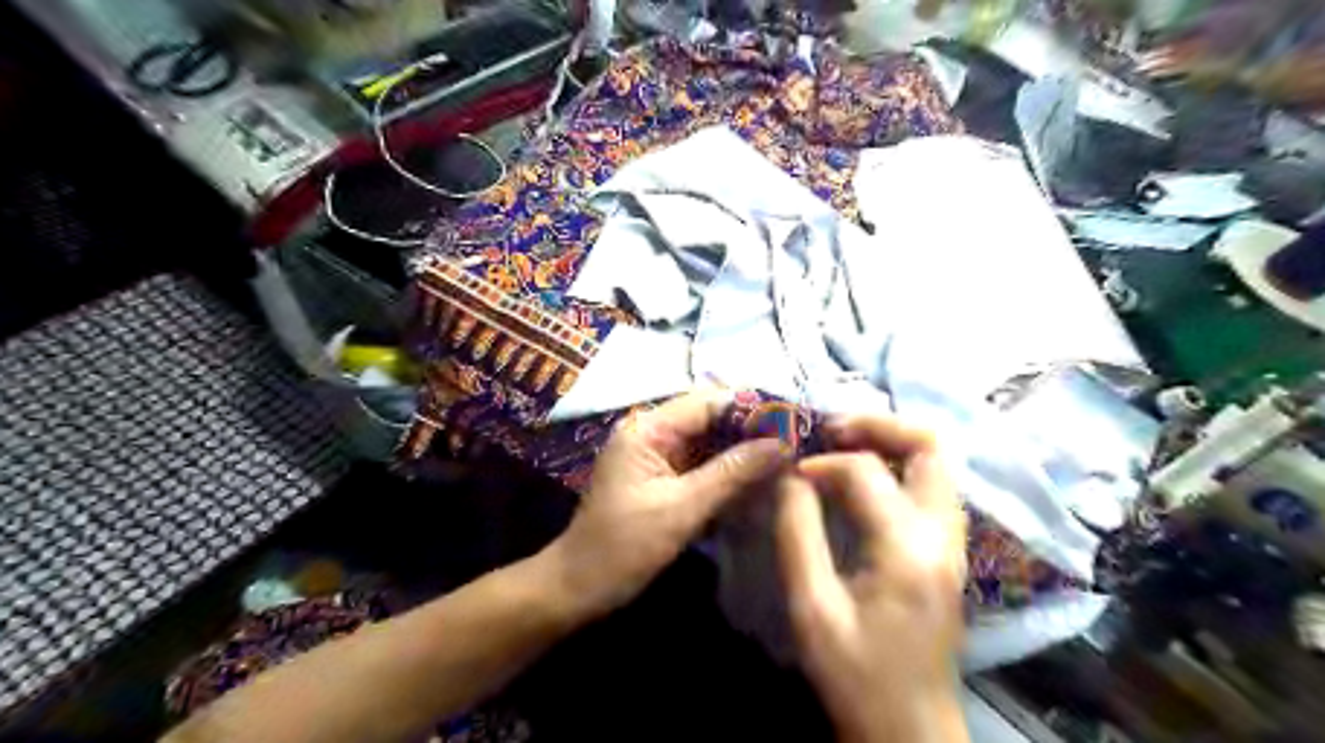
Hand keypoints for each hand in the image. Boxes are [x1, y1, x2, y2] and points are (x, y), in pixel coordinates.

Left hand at [545, 391, 784, 617]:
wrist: (579, 587)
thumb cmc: (624, 548)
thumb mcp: (682, 509)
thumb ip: (732, 473)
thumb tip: (781, 444)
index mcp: (647, 430)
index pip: (707, 403)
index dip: (750, 408)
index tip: (793, 421)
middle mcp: (651, 433)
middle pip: (710, 419)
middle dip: (750, 430)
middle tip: (796, 443)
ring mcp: (655, 456)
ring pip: (709, 442)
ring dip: (742, 451)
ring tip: (786, 459)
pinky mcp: (661, 478)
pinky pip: (701, 464)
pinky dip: (727, 471)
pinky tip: (758, 480)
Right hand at [779, 415, 969, 742]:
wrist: (910, 728)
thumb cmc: (856, 674)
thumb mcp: (812, 607)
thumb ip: (797, 531)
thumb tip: (790, 476)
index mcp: (909, 548)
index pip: (867, 471)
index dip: (822, 462)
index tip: (792, 475)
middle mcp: (944, 535)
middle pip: (931, 446)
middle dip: (878, 425)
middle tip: (832, 429)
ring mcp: (954, 543)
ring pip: (938, 463)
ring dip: (891, 442)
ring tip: (844, 446)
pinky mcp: (950, 552)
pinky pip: (932, 486)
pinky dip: (899, 467)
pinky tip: (863, 480)